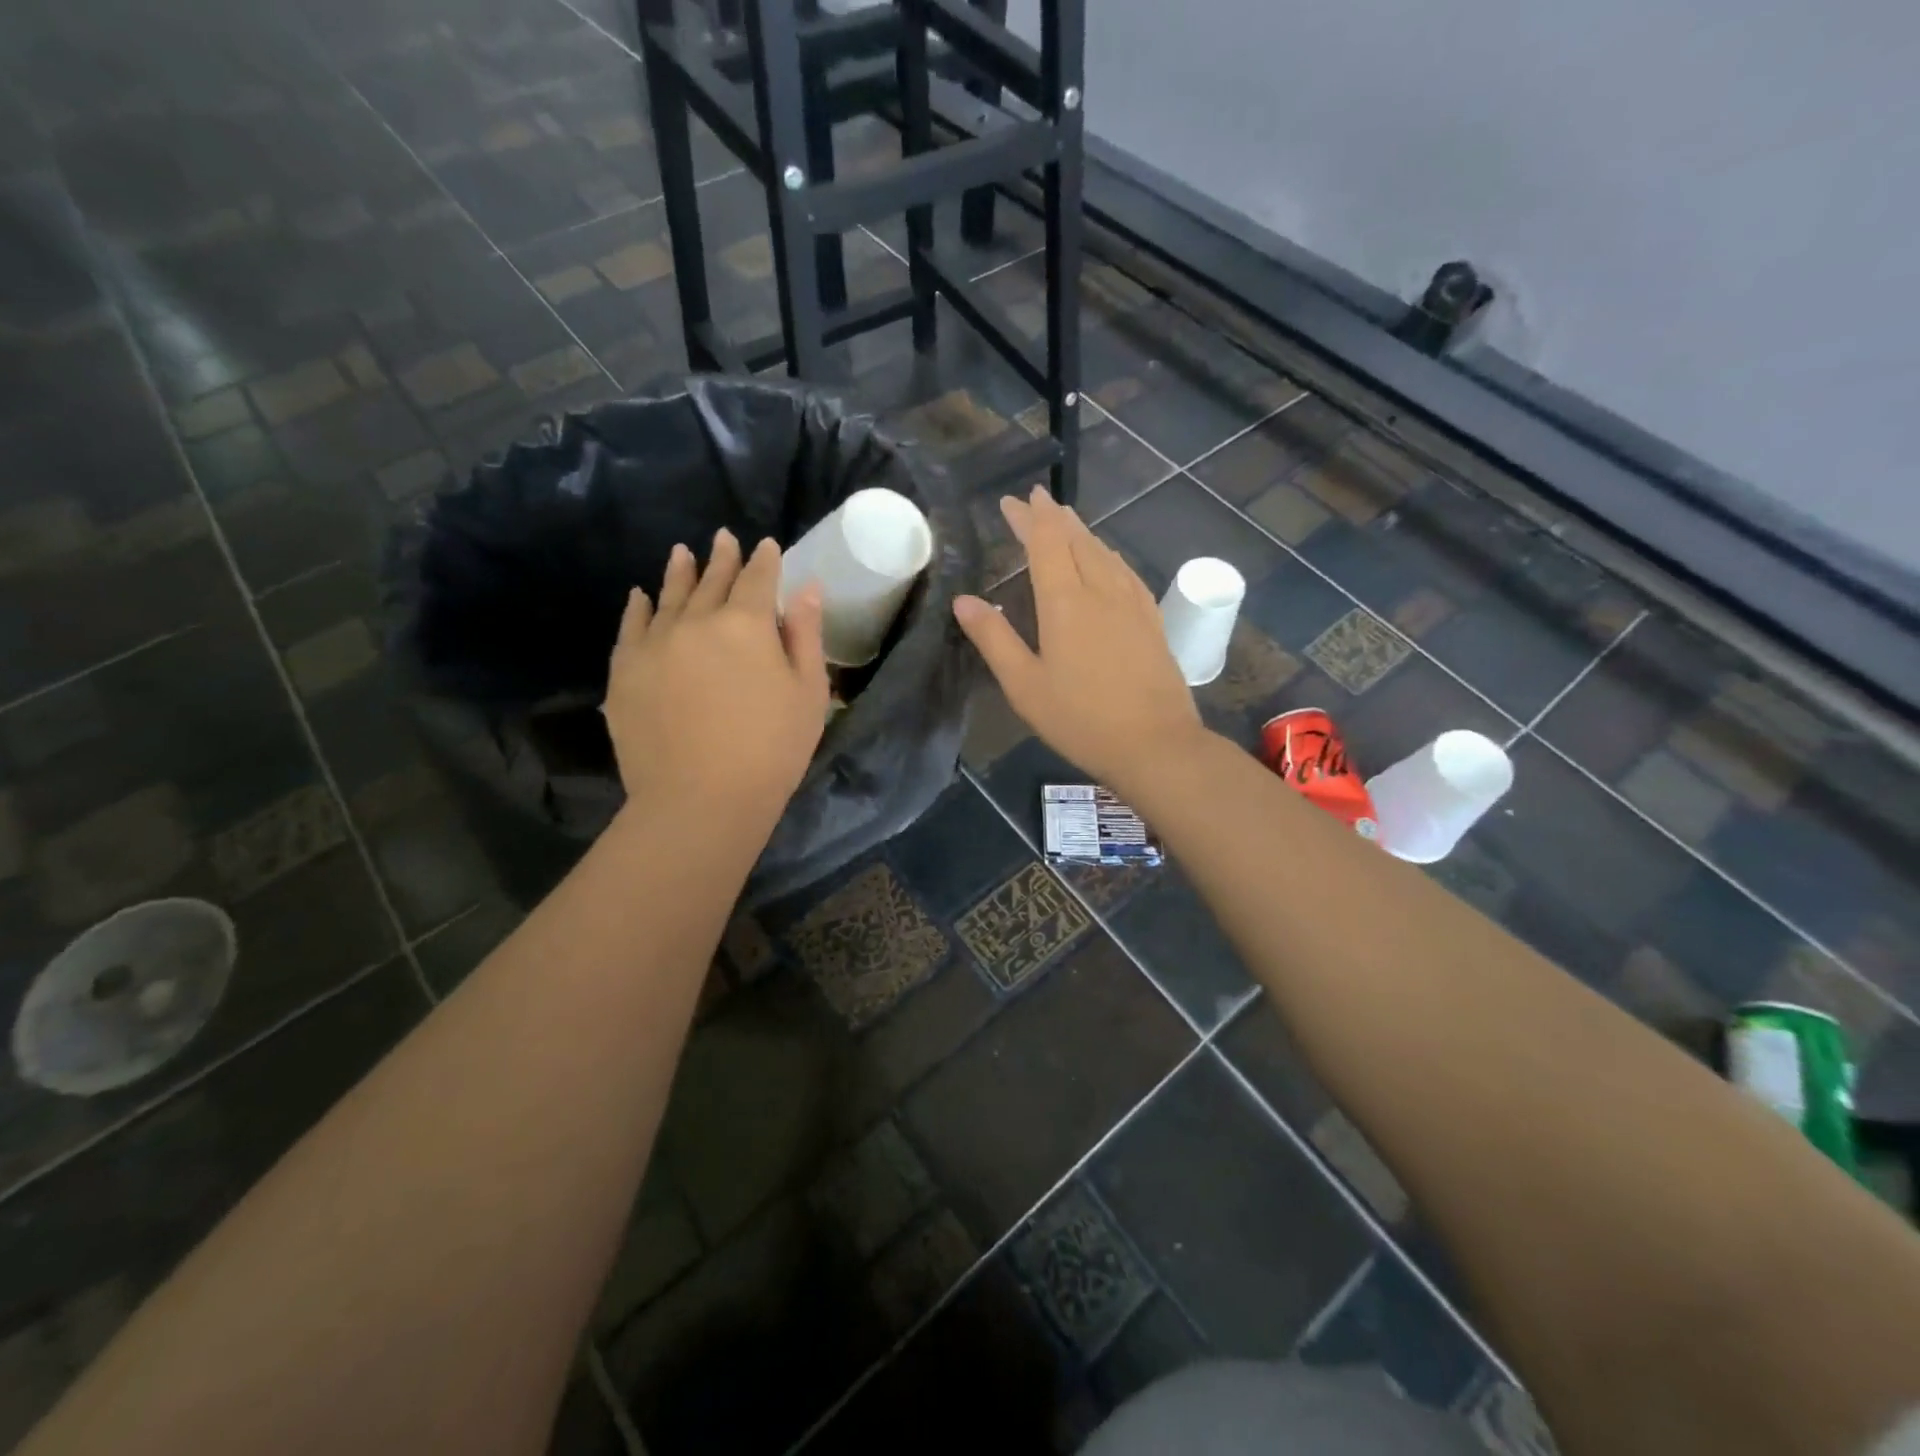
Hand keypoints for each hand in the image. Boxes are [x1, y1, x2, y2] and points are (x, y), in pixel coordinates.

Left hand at [604, 529, 829, 824]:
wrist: (700, 800)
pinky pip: (631, 627)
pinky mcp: (625, 671)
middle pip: (712, 580)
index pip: (758, 579)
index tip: (766, 546)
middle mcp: (696, 621)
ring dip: (679, 572)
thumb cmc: (770, 750)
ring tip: (682, 553)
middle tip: (724, 538)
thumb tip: (805, 587)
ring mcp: (655, 644)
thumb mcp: (808, 694)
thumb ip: (806, 635)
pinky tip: (641, 596)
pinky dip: (638, 607)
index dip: (764, 560)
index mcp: (747, 624)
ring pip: (669, 596)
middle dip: (722, 558)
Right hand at [953, 487, 1204, 791]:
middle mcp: (1101, 591)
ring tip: (1067, 520)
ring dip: (1083, 532)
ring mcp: (1132, 604)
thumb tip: (964, 600)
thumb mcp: (1025, 686)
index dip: (1029, 518)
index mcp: (1065, 602)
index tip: (1014, 500)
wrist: (1155, 744)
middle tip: (1036, 501)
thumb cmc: (1080, 719)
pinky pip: (1126, 572)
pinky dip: (1109, 555)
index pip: (1046, 543)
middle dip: (1053, 518)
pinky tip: (1109, 560)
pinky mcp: (1151, 620)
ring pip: (1104, 553)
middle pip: (1077, 540)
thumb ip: (994, 639)